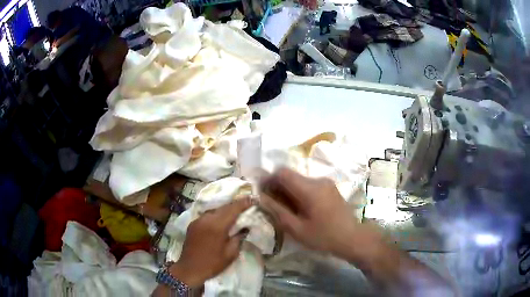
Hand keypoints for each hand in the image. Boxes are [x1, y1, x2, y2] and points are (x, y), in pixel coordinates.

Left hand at [170, 198, 252, 286]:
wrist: (190, 269)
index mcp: (217, 226)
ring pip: (214, 210)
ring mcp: (198, 220)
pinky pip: (207, 215)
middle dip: (235, 204)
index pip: (233, 209)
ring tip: (235, 210)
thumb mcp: (231, 253)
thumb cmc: (213, 263)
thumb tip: (244, 228)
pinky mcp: (192, 224)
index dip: (244, 203)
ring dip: (225, 209)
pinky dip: (216, 215)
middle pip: (223, 207)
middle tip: (247, 202)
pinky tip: (220, 219)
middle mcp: (206, 219)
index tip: (253, 198)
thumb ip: (238, 238)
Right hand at [260, 168, 376, 258]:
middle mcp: (318, 180)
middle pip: (291, 175)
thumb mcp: (297, 229)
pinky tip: (300, 208)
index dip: (269, 179)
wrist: (352, 238)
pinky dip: (299, 192)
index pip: (282, 172)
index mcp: (309, 189)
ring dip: (288, 190)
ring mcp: (326, 183)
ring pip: (299, 180)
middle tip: (271, 203)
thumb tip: (262, 197)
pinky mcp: (330, 187)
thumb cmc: (323, 236)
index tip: (262, 192)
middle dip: (278, 186)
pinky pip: (309, 184)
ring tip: (285, 208)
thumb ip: (277, 211)